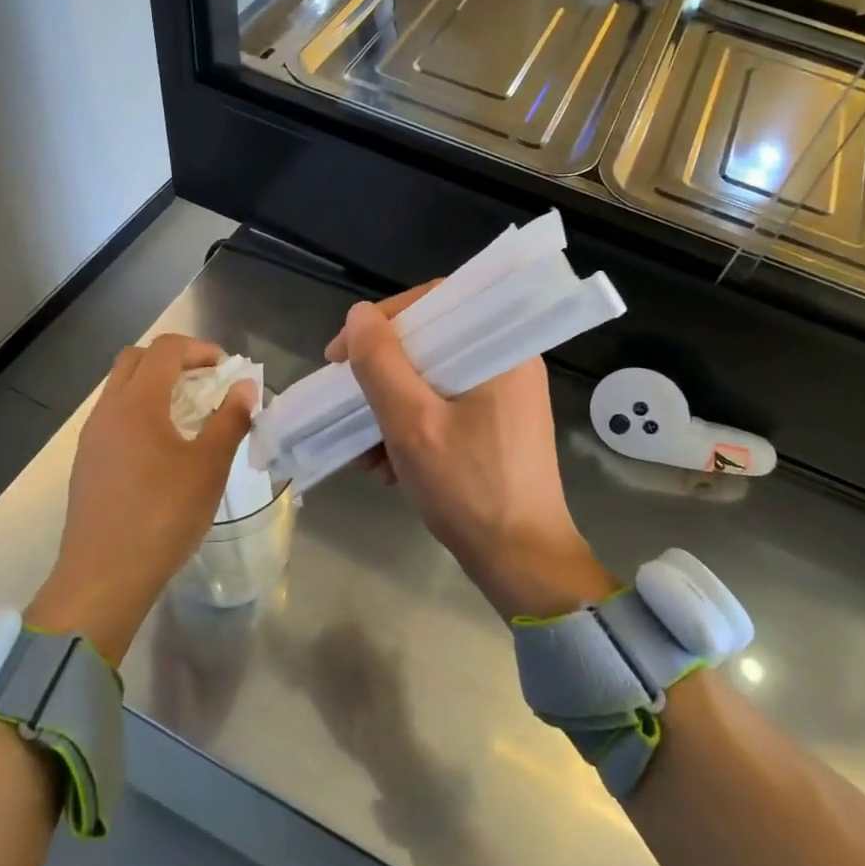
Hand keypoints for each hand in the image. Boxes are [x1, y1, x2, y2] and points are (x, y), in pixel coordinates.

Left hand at [27, 335, 255, 663]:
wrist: (103, 577)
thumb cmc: (163, 516)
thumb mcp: (209, 467)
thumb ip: (230, 420)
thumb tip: (245, 386)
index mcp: (136, 403)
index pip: (165, 349)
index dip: (199, 349)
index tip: (226, 369)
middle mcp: (107, 410)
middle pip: (135, 359)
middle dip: (173, 360)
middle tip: (205, 383)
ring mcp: (91, 437)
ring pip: (120, 389)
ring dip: (154, 386)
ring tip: (189, 415)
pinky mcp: (87, 463)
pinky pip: (113, 417)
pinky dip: (140, 412)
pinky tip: (163, 448)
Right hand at [327, 288, 616, 620]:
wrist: (521, 563)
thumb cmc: (469, 490)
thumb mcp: (412, 425)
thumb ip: (381, 365)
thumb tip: (359, 316)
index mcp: (501, 350)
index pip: (436, 302)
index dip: (382, 321)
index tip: (343, 353)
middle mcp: (508, 363)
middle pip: (431, 344)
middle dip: (381, 375)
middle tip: (347, 397)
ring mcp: (504, 397)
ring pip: (433, 380)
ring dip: (391, 408)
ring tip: (364, 450)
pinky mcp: (497, 426)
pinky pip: (445, 408)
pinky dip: (412, 428)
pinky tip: (386, 466)